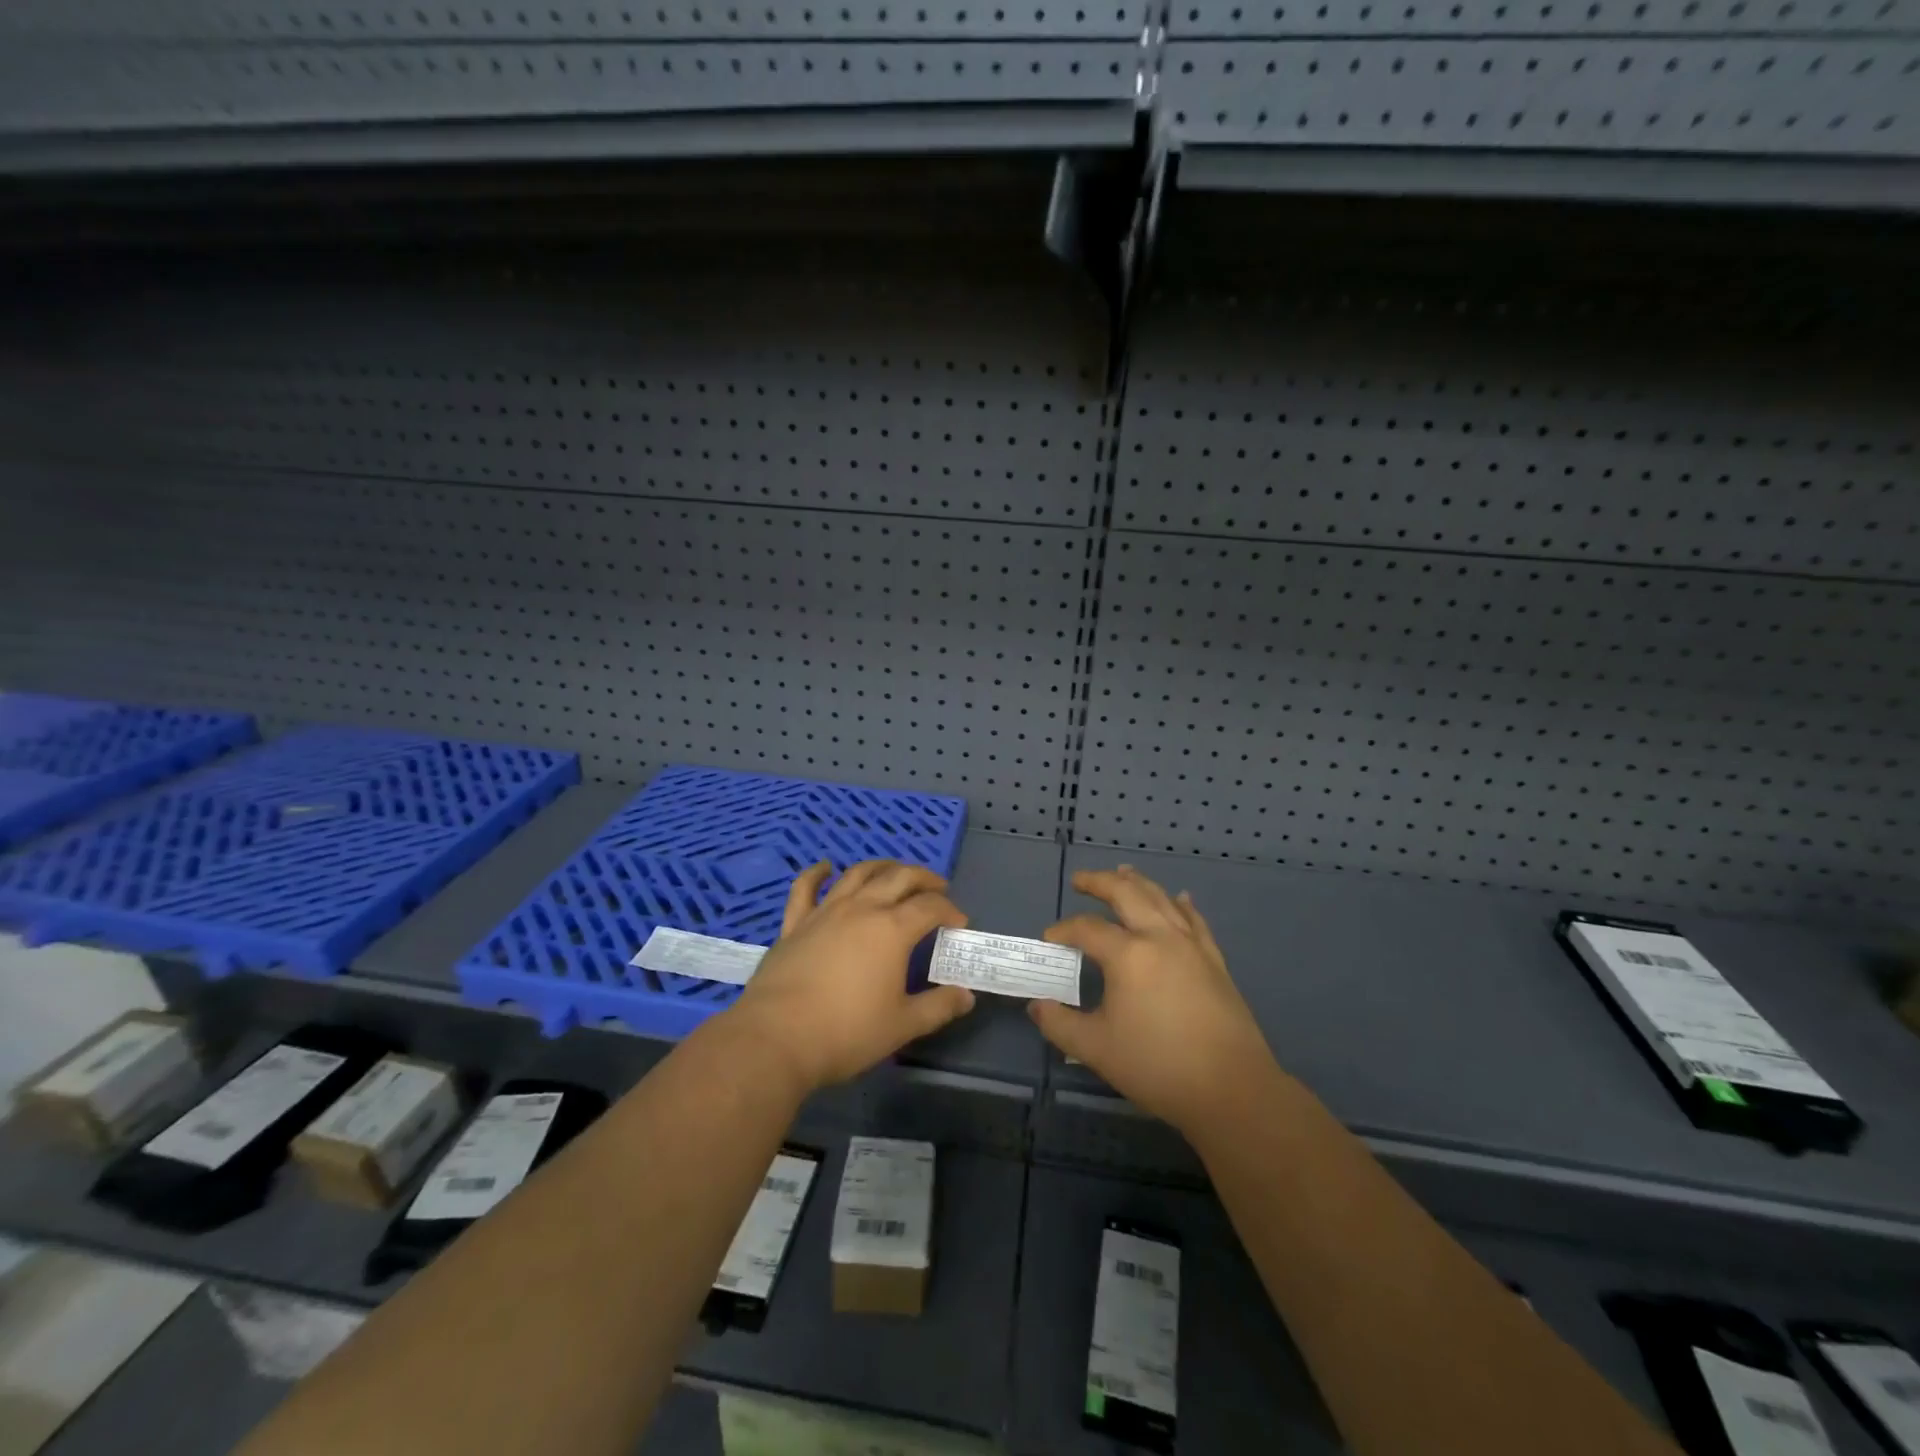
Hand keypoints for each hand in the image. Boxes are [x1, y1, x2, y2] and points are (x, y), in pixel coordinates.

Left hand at [725, 859, 976, 1094]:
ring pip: (858, 874)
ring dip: (882, 867)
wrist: (777, 1038)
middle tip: (937, 888)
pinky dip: (817, 873)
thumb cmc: (847, 1032)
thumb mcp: (902, 1025)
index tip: (958, 923)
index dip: (949, 910)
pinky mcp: (795, 923)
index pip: (930, 907)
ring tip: (894, 872)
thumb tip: (966, 997)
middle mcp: (862, 909)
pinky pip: (805, 888)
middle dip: (924, 878)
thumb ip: (938, 1007)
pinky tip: (825, 867)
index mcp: (892, 930)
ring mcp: (825, 912)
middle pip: (899, 878)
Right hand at [1032, 865, 1276, 1135]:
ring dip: (1138, 882)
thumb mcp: (1096, 1049)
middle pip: (1126, 894)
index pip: (1087, 929)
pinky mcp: (1214, 960)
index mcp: (1128, 955)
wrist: (1232, 1089)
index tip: (1049, 940)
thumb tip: (1037, 1005)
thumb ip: (1060, 1024)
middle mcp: (1160, 937)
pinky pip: (1194, 920)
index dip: (1063, 931)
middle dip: (1100, 882)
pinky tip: (1180, 898)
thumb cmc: (1157, 1066)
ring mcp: (1191, 945)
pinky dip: (1181, 904)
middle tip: (1080, 880)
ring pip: (1161, 899)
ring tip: (1123, 872)